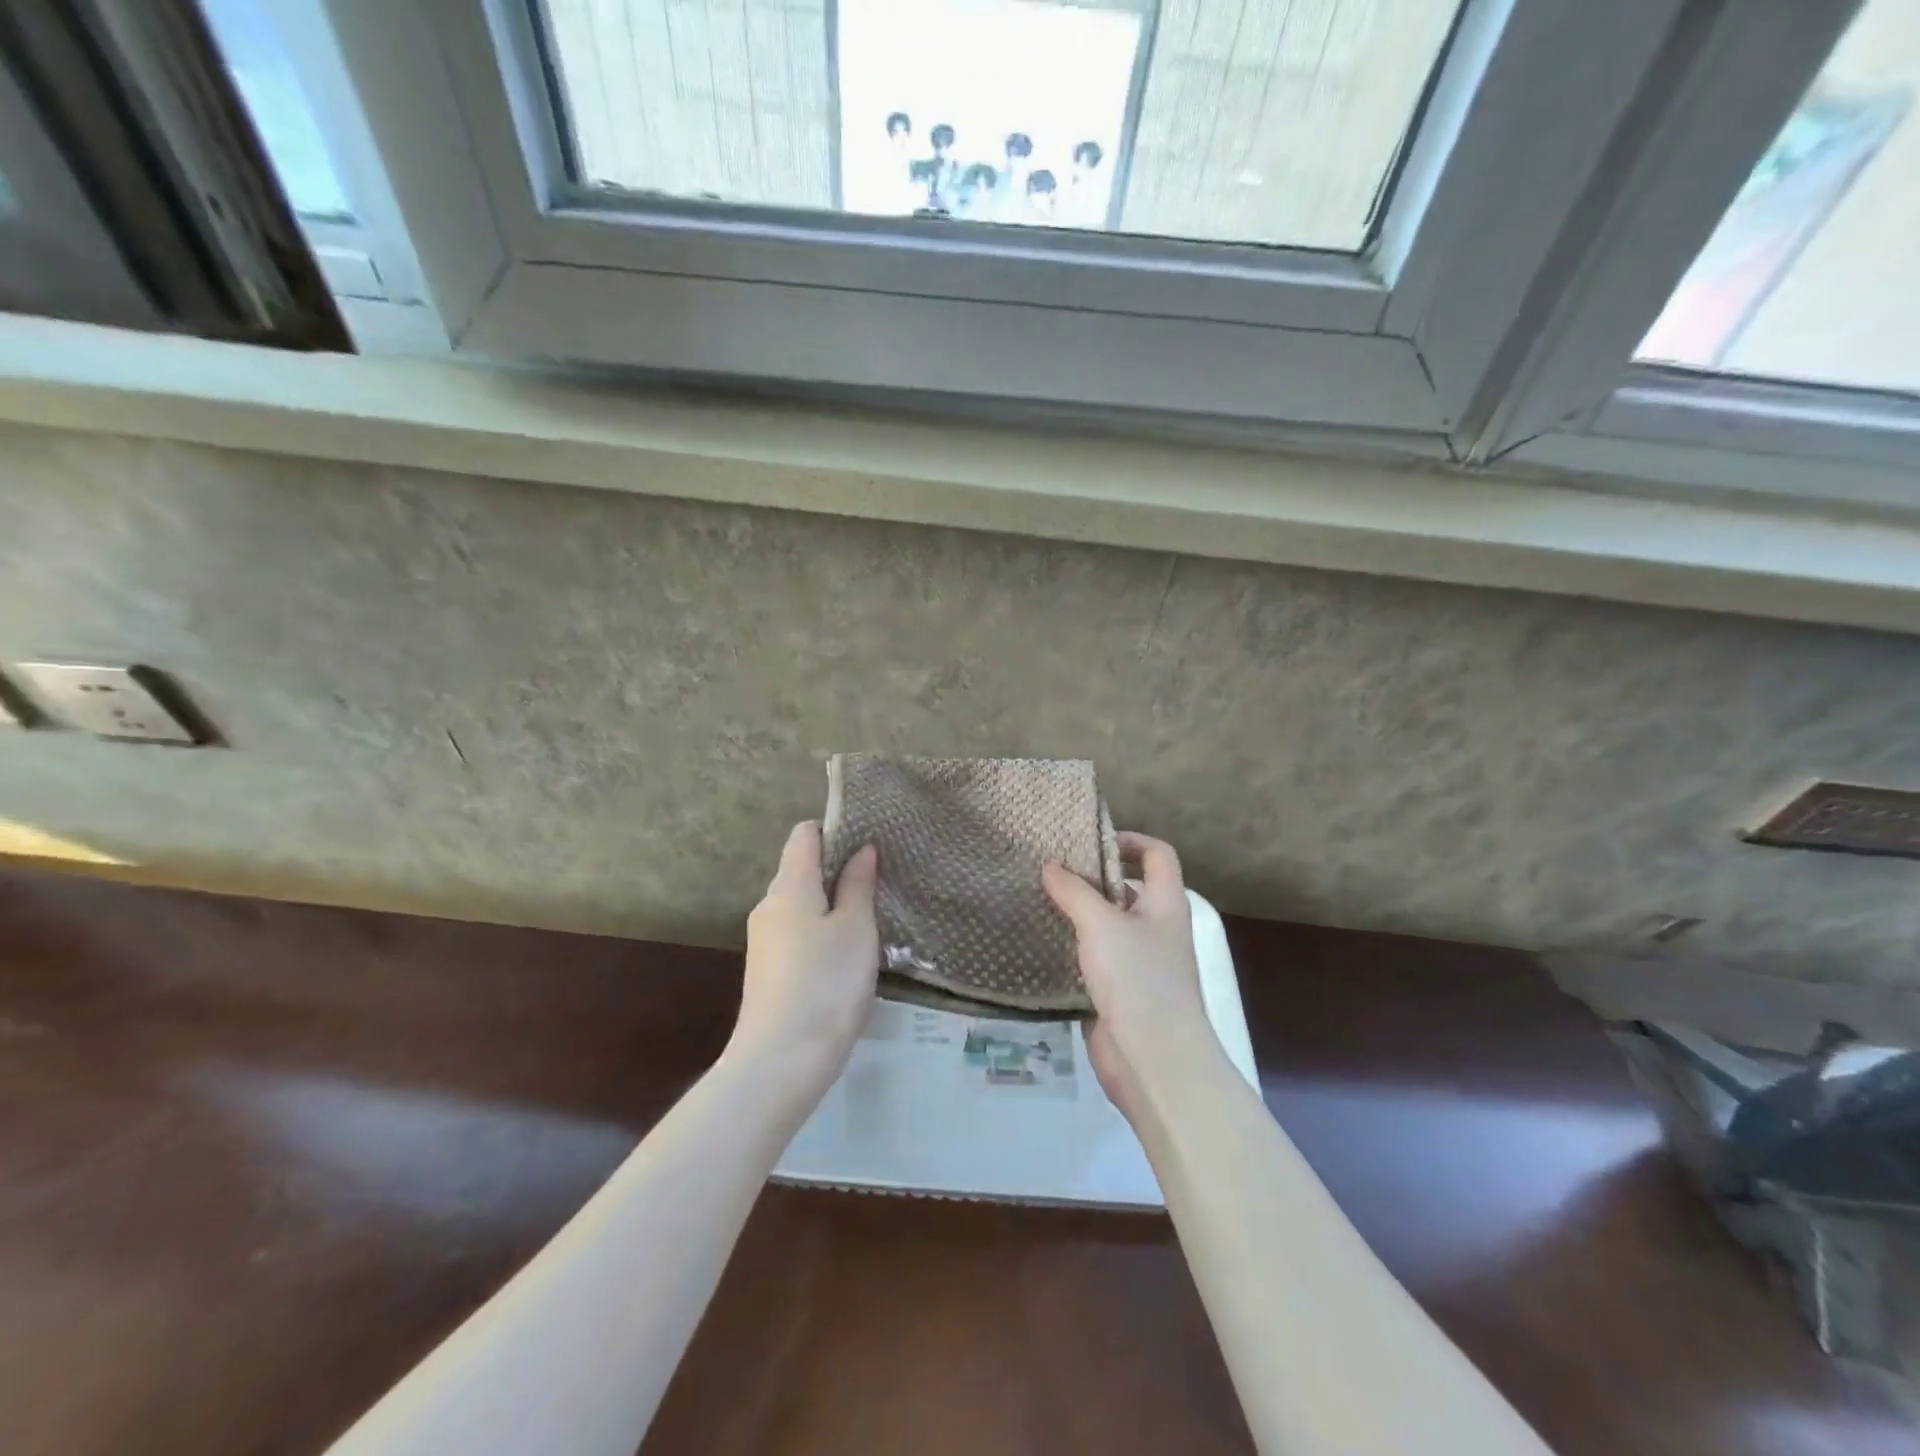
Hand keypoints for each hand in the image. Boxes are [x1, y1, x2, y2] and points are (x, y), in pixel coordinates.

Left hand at [727, 822, 879, 1105]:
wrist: (780, 1062)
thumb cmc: (827, 983)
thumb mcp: (856, 929)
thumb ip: (858, 884)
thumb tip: (862, 848)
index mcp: (789, 885)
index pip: (804, 834)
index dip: (835, 830)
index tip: (869, 842)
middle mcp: (768, 905)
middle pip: (801, 869)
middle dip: (837, 870)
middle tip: (879, 883)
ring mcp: (763, 940)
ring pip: (800, 905)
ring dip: (831, 905)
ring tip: (869, 920)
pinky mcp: (766, 971)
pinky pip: (796, 933)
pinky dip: (819, 932)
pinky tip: (844, 957)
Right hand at [1042, 832, 1216, 1121]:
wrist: (1154, 1060)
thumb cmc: (1137, 978)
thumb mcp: (1101, 924)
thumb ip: (1073, 891)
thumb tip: (1050, 866)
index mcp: (1165, 903)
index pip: (1158, 854)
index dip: (1130, 840)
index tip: (1090, 843)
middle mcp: (1157, 927)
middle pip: (1128, 887)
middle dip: (1092, 878)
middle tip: (1050, 870)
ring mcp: (1140, 961)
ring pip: (1108, 924)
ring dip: (1079, 914)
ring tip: (1039, 901)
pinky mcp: (1120, 991)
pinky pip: (1096, 957)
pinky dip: (1074, 947)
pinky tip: (1043, 942)